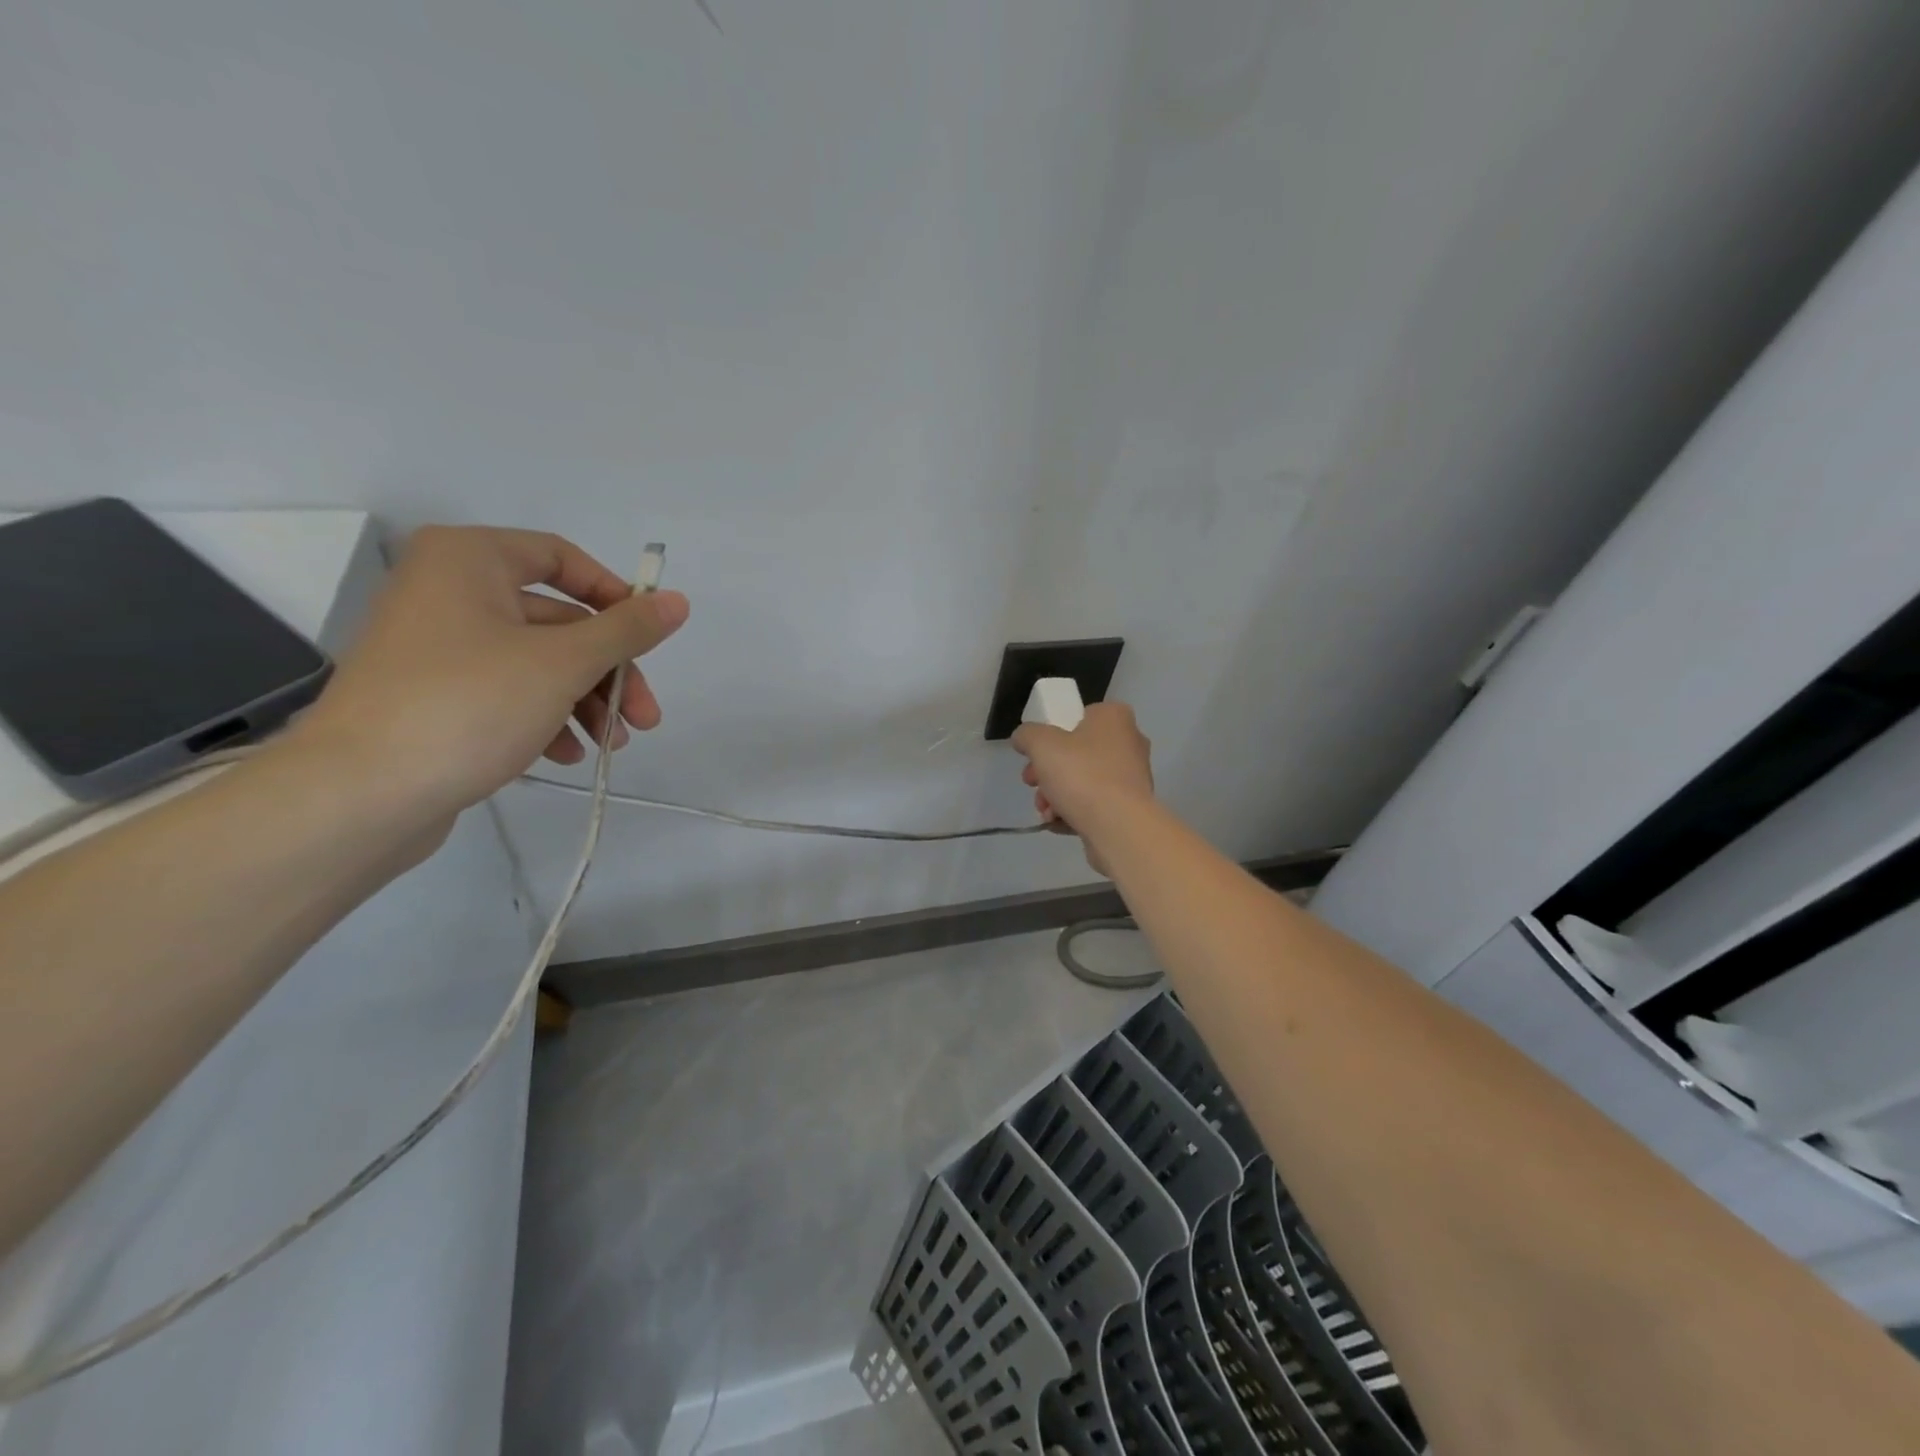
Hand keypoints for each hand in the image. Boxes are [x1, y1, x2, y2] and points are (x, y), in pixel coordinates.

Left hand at [291, 526, 688, 820]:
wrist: (359, 794)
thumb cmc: (468, 705)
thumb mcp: (564, 663)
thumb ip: (627, 630)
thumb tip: (677, 601)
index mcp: (469, 561)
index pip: (562, 557)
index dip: (615, 596)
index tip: (649, 639)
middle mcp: (448, 591)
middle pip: (558, 621)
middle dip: (609, 672)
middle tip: (644, 717)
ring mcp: (437, 645)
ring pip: (537, 661)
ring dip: (585, 701)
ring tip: (611, 745)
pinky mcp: (432, 694)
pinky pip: (507, 691)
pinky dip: (545, 717)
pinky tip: (564, 754)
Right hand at [1011, 702, 1153, 873]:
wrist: (1118, 826)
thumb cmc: (1081, 774)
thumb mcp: (1040, 744)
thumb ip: (1027, 734)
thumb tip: (1023, 738)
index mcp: (1114, 717)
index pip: (1078, 717)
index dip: (1051, 734)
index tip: (1034, 754)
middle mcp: (1129, 742)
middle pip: (1076, 753)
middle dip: (1048, 772)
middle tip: (1032, 783)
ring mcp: (1132, 777)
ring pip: (1083, 781)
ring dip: (1056, 795)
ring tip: (1045, 811)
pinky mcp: (1130, 807)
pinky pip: (1095, 803)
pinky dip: (1074, 811)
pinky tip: (1058, 822)